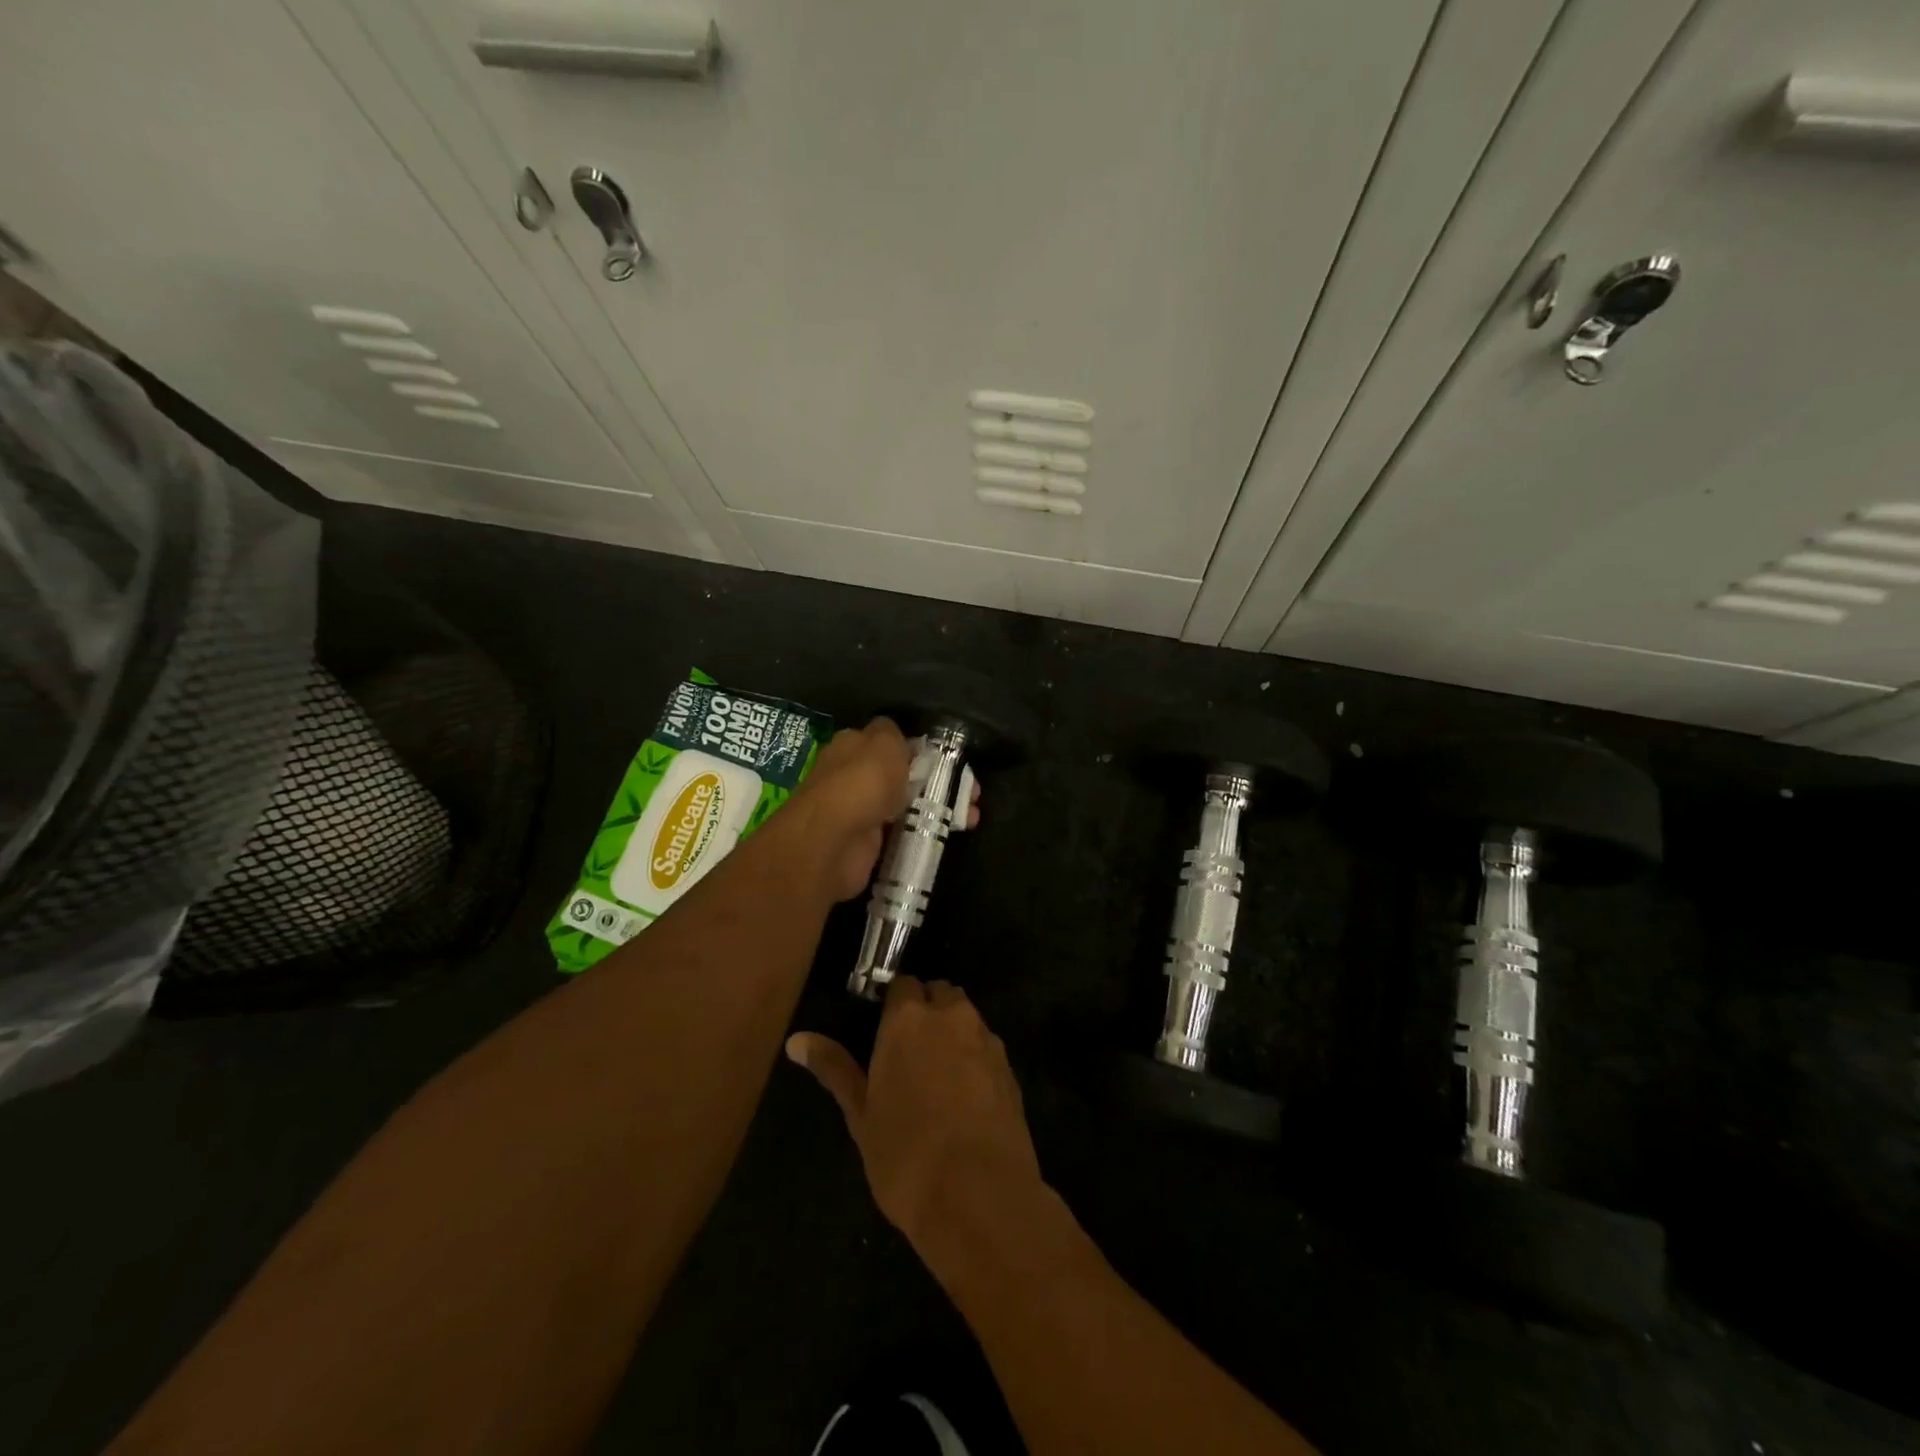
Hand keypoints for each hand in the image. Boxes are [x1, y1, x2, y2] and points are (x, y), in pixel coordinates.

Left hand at [783, 718, 981, 902]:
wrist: (835, 841)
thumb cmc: (862, 781)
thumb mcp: (885, 741)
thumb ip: (895, 734)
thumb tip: (901, 739)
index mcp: (853, 747)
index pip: (891, 743)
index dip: (922, 751)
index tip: (952, 762)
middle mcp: (854, 777)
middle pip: (902, 776)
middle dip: (938, 782)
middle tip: (972, 793)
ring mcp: (860, 812)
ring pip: (907, 806)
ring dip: (939, 810)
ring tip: (972, 817)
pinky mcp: (868, 845)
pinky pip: (903, 834)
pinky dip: (925, 835)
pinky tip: (951, 835)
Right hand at [787, 977, 1041, 1254]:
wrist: (981, 1196)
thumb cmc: (906, 1155)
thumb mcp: (861, 1114)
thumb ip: (834, 1068)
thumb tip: (796, 1040)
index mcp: (908, 1018)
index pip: (902, 984)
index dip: (893, 1005)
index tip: (883, 1032)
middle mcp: (951, 1016)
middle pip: (939, 993)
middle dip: (926, 1011)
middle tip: (909, 1053)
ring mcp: (986, 1039)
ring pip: (966, 1017)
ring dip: (952, 1032)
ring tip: (936, 1076)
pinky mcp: (1010, 1067)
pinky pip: (987, 1046)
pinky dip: (975, 1057)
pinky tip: (965, 1097)